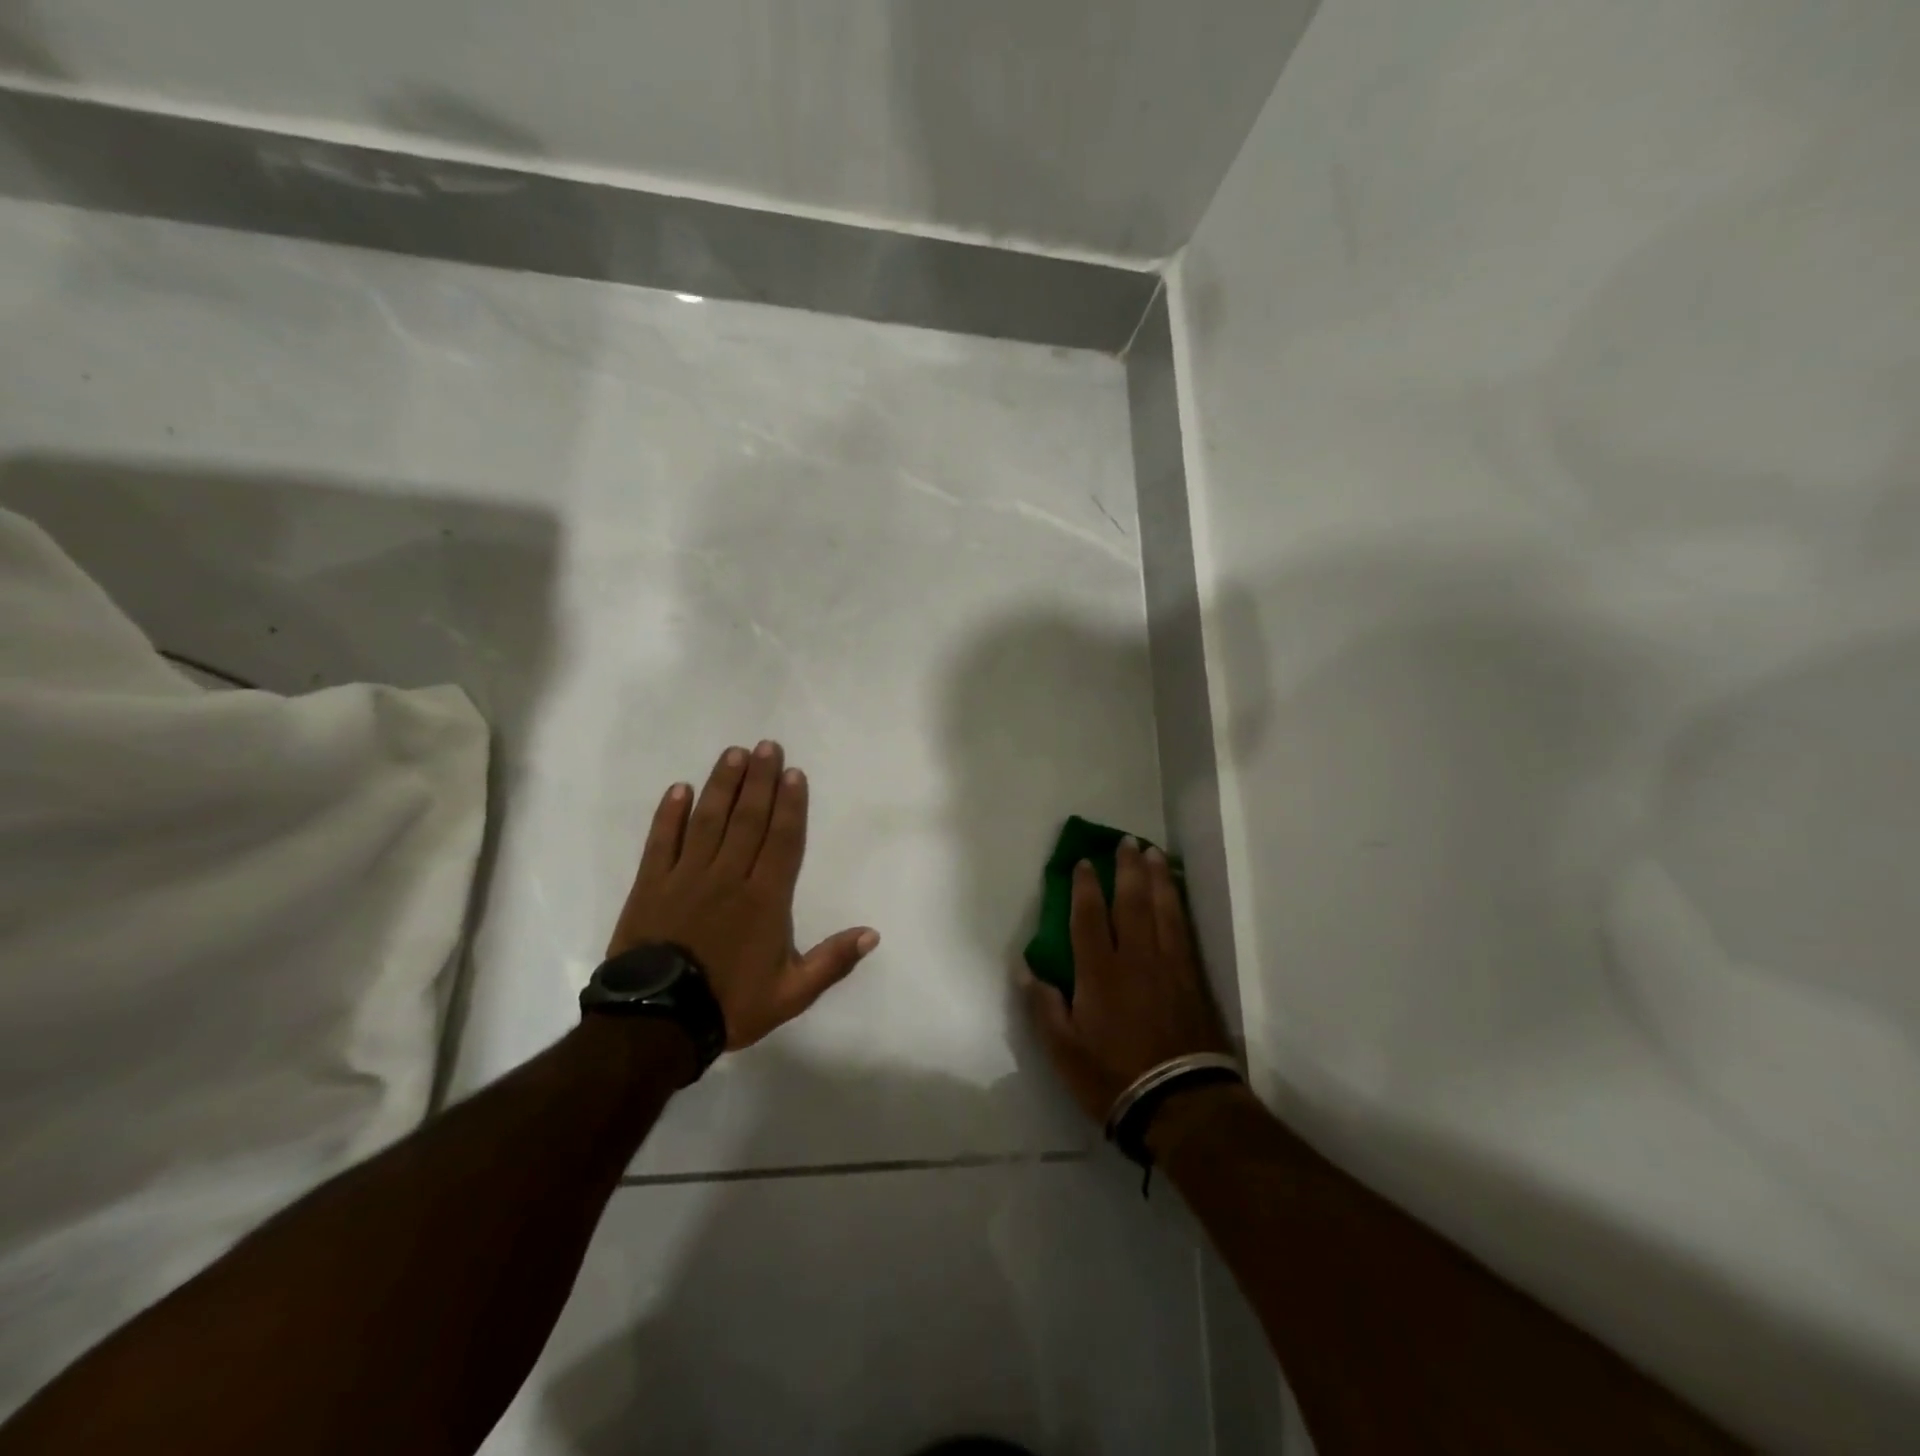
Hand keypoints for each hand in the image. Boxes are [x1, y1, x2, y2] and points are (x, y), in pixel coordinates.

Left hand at [607, 741, 878, 1050]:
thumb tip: (872, 933)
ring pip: (709, 820)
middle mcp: (729, 877)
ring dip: (722, 785)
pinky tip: (680, 788)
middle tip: (767, 746)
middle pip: (748, 819)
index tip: (793, 773)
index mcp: (765, 899)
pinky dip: (670, 814)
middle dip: (759, 780)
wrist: (657, 1023)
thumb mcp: (791, 994)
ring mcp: (687, 877)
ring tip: (733, 754)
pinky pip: (662, 841)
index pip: (782, 841)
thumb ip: (832, 962)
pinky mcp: (651, 884)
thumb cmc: (729, 1004)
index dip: (790, 805)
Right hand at [1019, 838, 1232, 1125]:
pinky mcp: (1193, 979)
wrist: (1181, 1102)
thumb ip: (1043, 1005)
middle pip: (1131, 902)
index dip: (1085, 887)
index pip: (1089, 917)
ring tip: (1153, 852)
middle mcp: (1135, 958)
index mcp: (1099, 972)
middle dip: (1126, 869)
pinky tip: (1176, 893)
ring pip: (1162, 909)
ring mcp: (1169, 965)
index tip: (1084, 862)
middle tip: (1126, 841)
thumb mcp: (1063, 1050)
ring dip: (1157, 877)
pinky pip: (1183, 929)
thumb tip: (1025, 967)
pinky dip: (1179, 904)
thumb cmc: (1113, 1076)